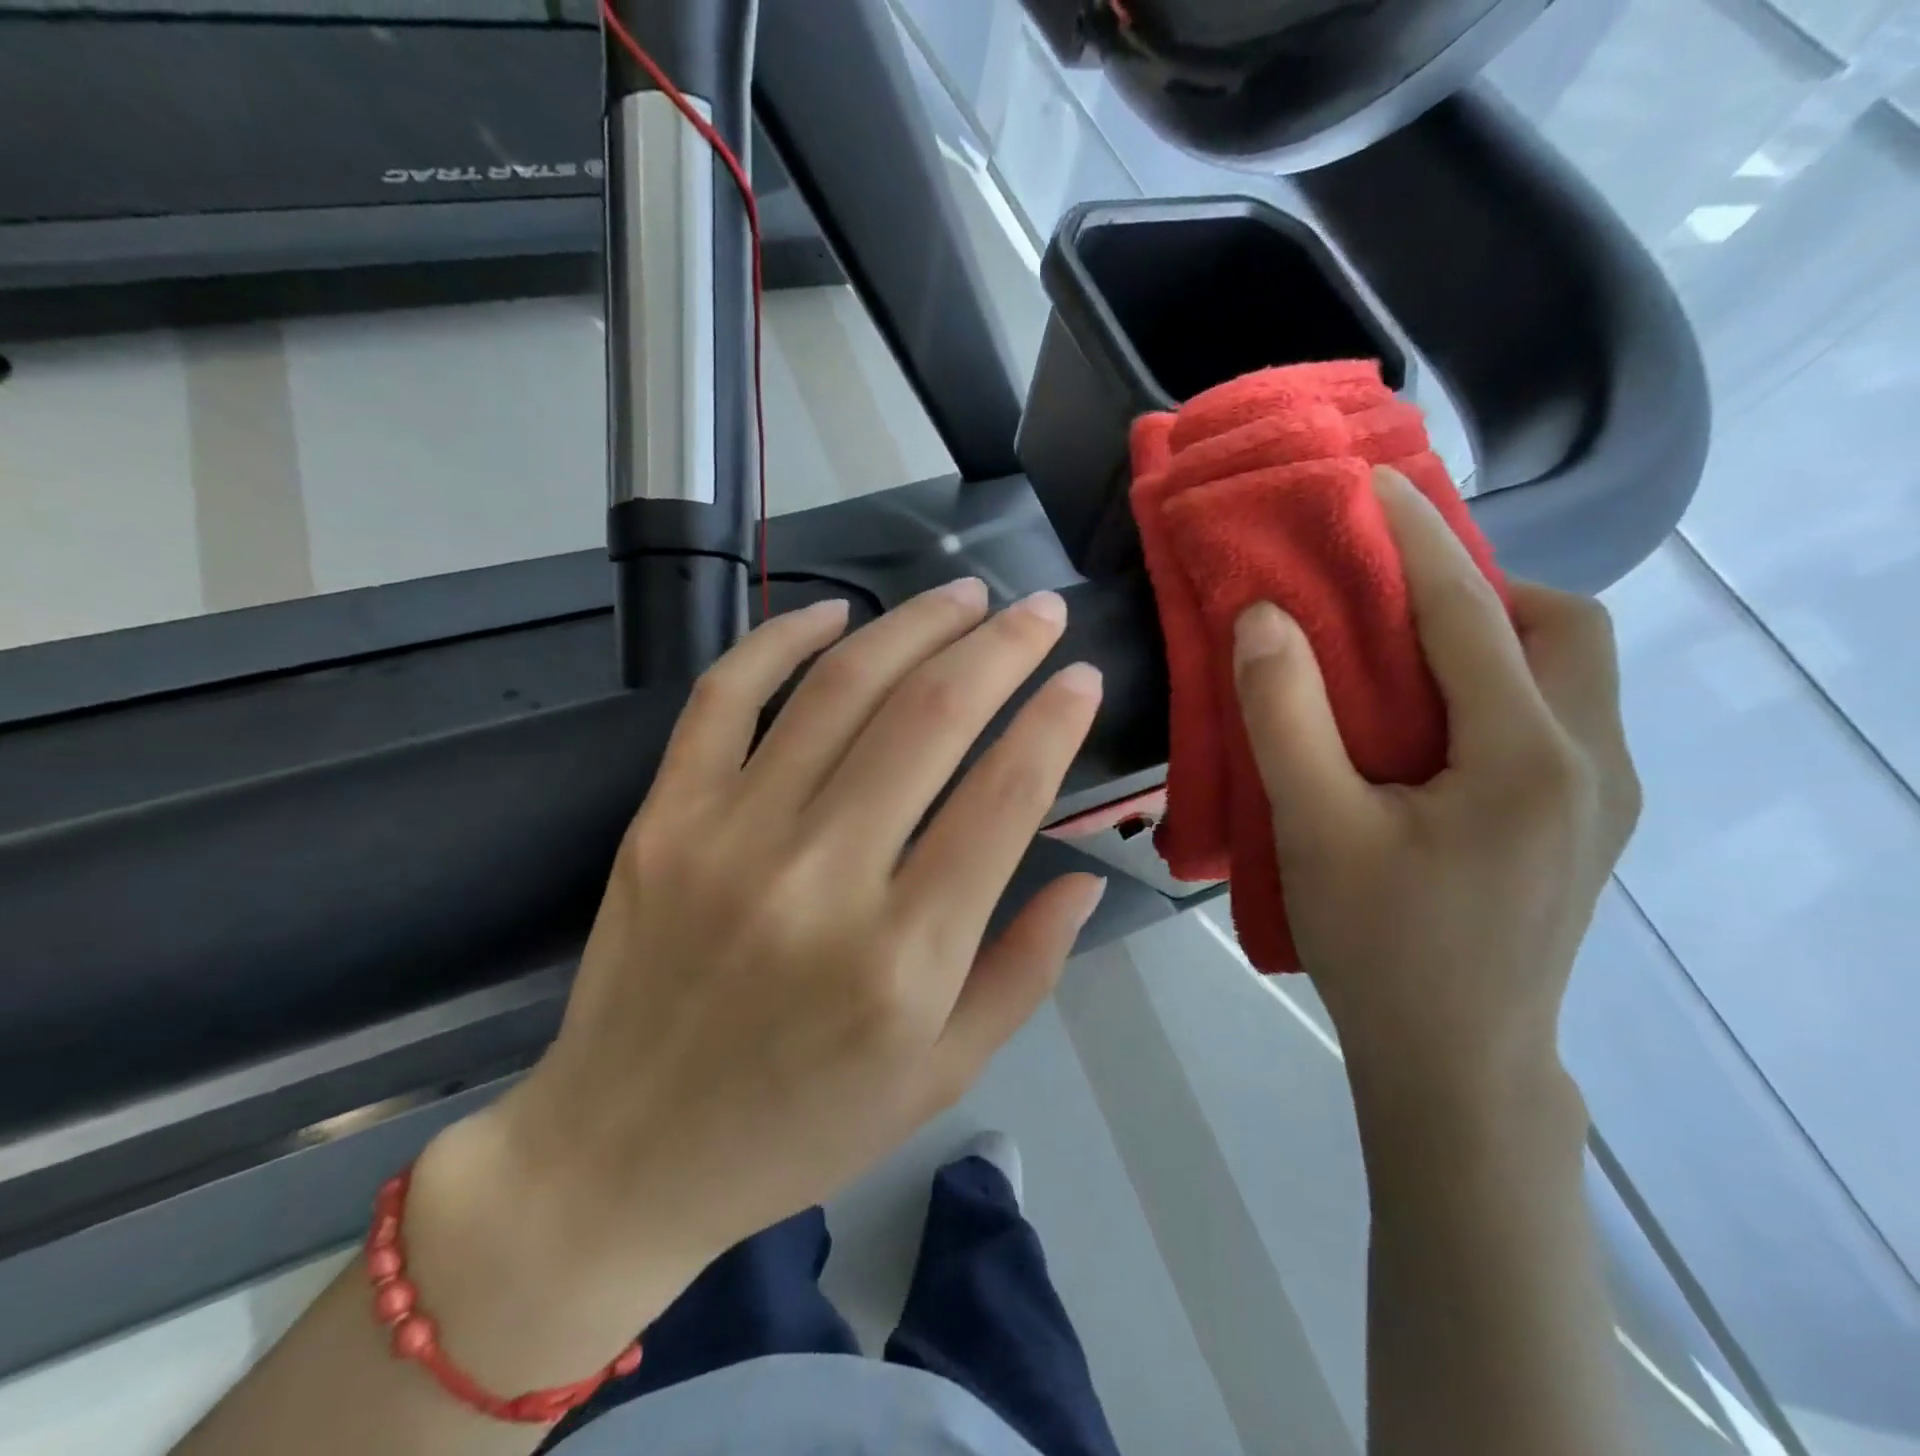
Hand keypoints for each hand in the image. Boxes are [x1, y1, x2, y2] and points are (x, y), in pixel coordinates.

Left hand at [487, 581, 1105, 1278]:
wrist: (622, 1157)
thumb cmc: (800, 1127)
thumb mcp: (940, 1077)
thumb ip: (1025, 970)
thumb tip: (1088, 873)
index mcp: (906, 958)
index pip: (1005, 796)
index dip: (1054, 720)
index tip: (1082, 675)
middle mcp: (822, 879)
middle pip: (930, 718)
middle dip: (1001, 647)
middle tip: (1038, 610)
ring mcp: (730, 837)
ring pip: (840, 689)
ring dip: (913, 625)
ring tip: (962, 596)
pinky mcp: (663, 818)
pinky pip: (725, 696)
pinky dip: (782, 638)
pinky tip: (835, 612)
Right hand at [1231, 468, 1639, 1111]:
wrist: (1455, 1065)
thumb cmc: (1379, 946)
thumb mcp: (1314, 828)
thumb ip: (1284, 715)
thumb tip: (1264, 618)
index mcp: (1530, 756)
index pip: (1473, 612)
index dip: (1417, 540)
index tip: (1373, 485)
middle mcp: (1595, 762)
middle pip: (1565, 629)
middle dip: (1480, 590)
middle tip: (1390, 606)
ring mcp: (1604, 798)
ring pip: (1570, 674)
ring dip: (1495, 639)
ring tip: (1404, 661)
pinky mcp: (1585, 827)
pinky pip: (1557, 719)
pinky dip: (1499, 689)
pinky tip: (1430, 731)